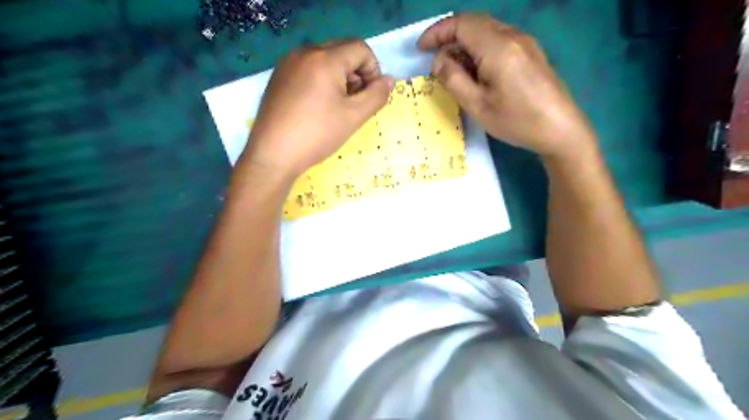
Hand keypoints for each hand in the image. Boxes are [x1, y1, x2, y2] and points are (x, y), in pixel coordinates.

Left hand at [245, 41, 396, 180]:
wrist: (273, 155)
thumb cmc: (317, 135)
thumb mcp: (354, 117)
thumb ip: (377, 95)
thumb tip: (389, 80)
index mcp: (325, 59)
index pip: (360, 48)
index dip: (373, 70)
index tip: (370, 95)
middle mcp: (304, 52)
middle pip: (342, 50)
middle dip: (357, 73)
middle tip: (355, 101)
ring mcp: (288, 63)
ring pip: (325, 58)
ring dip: (340, 76)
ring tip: (337, 106)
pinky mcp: (279, 76)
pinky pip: (308, 68)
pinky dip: (322, 80)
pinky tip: (318, 106)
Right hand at [416, 12, 597, 158]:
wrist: (561, 129)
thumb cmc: (517, 121)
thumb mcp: (477, 106)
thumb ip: (454, 79)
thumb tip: (439, 61)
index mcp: (498, 47)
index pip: (461, 23)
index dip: (436, 32)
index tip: (421, 49)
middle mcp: (513, 36)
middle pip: (474, 22)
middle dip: (449, 36)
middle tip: (434, 59)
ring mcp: (525, 42)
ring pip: (486, 30)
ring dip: (465, 43)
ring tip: (453, 69)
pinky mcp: (530, 51)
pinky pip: (499, 39)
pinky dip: (480, 48)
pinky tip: (476, 70)